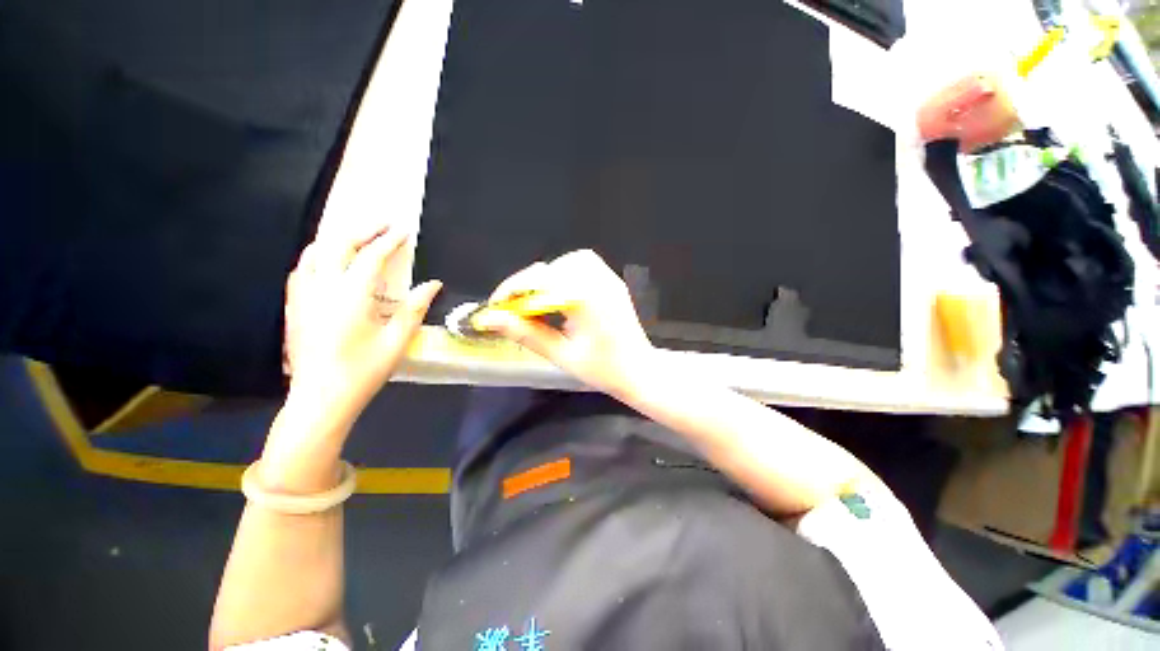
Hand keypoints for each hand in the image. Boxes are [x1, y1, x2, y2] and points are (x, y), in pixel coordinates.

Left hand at [283, 227, 441, 425]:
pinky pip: (302, 269)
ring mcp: (303, 295)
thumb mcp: (397, 340)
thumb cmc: (364, 369)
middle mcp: (323, 287)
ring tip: (356, 238)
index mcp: (351, 294)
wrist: (321, 397)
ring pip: (314, 252)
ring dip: (337, 239)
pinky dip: (318, 257)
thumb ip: (415, 307)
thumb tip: (433, 284)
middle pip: (338, 244)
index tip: (403, 231)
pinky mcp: (294, 306)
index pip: (371, 256)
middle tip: (382, 225)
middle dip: (362, 230)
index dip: (389, 241)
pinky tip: (327, 263)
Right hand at [474, 249, 653, 395]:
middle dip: (528, 284)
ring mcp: (609, 279)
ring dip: (548, 276)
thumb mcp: (561, 355)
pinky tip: (561, 296)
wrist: (639, 371)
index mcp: (587, 298)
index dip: (512, 290)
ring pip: (569, 261)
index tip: (496, 306)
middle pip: (553, 267)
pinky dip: (566, 274)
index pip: (540, 280)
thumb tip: (492, 319)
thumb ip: (526, 334)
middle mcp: (600, 281)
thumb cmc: (603, 369)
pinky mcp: (613, 282)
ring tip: (538, 300)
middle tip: (515, 307)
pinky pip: (585, 265)